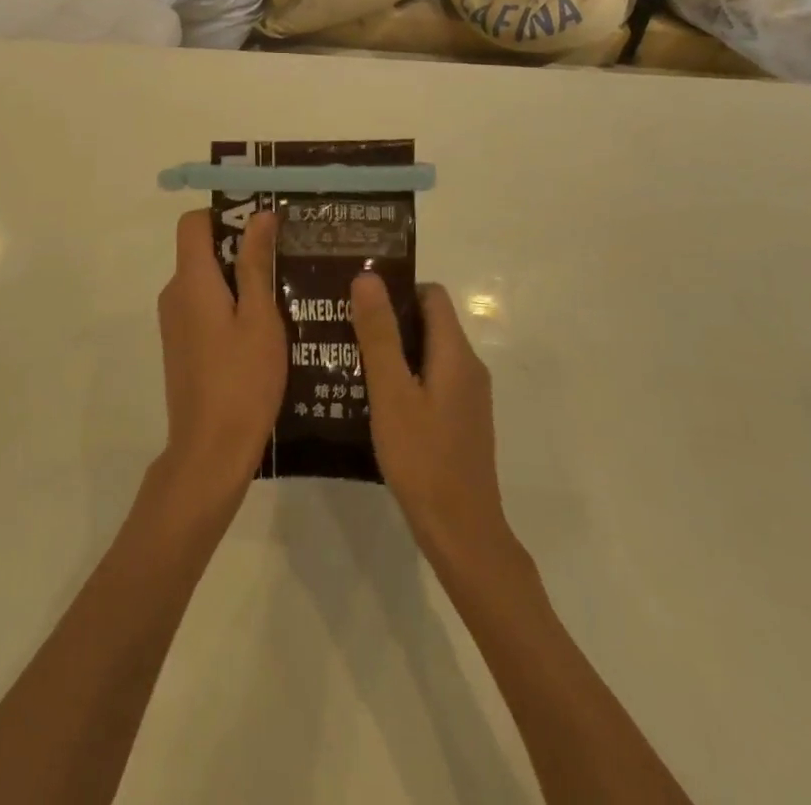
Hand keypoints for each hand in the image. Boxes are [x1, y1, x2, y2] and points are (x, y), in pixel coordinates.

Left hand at [155, 210, 285, 504]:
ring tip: (283, 293)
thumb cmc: (242, 381)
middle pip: (201, 250)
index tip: (262, 223)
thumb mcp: (261, 318)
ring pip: (205, 281)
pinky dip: (228, 305)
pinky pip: (202, 306)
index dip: (224, 214)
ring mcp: (174, 321)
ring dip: (238, 279)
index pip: (193, 223)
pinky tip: (263, 328)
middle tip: (284, 258)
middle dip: (239, 248)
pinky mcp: (180, 344)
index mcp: (191, 280)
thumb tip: (259, 215)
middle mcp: (174, 293)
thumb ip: (256, 264)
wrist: (209, 451)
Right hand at [351, 277, 510, 561]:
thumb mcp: (391, 393)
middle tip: (343, 323)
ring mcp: (466, 396)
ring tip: (347, 355)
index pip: (431, 295)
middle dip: (387, 318)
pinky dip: (403, 376)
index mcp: (455, 354)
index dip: (397, 287)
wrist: (461, 534)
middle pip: (428, 322)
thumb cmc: (423, 459)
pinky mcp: (459, 420)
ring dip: (392, 348)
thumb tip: (368, 277)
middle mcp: (468, 367)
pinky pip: (429, 379)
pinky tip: (370, 394)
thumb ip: (379, 334)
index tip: (358, 295)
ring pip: (426, 352)